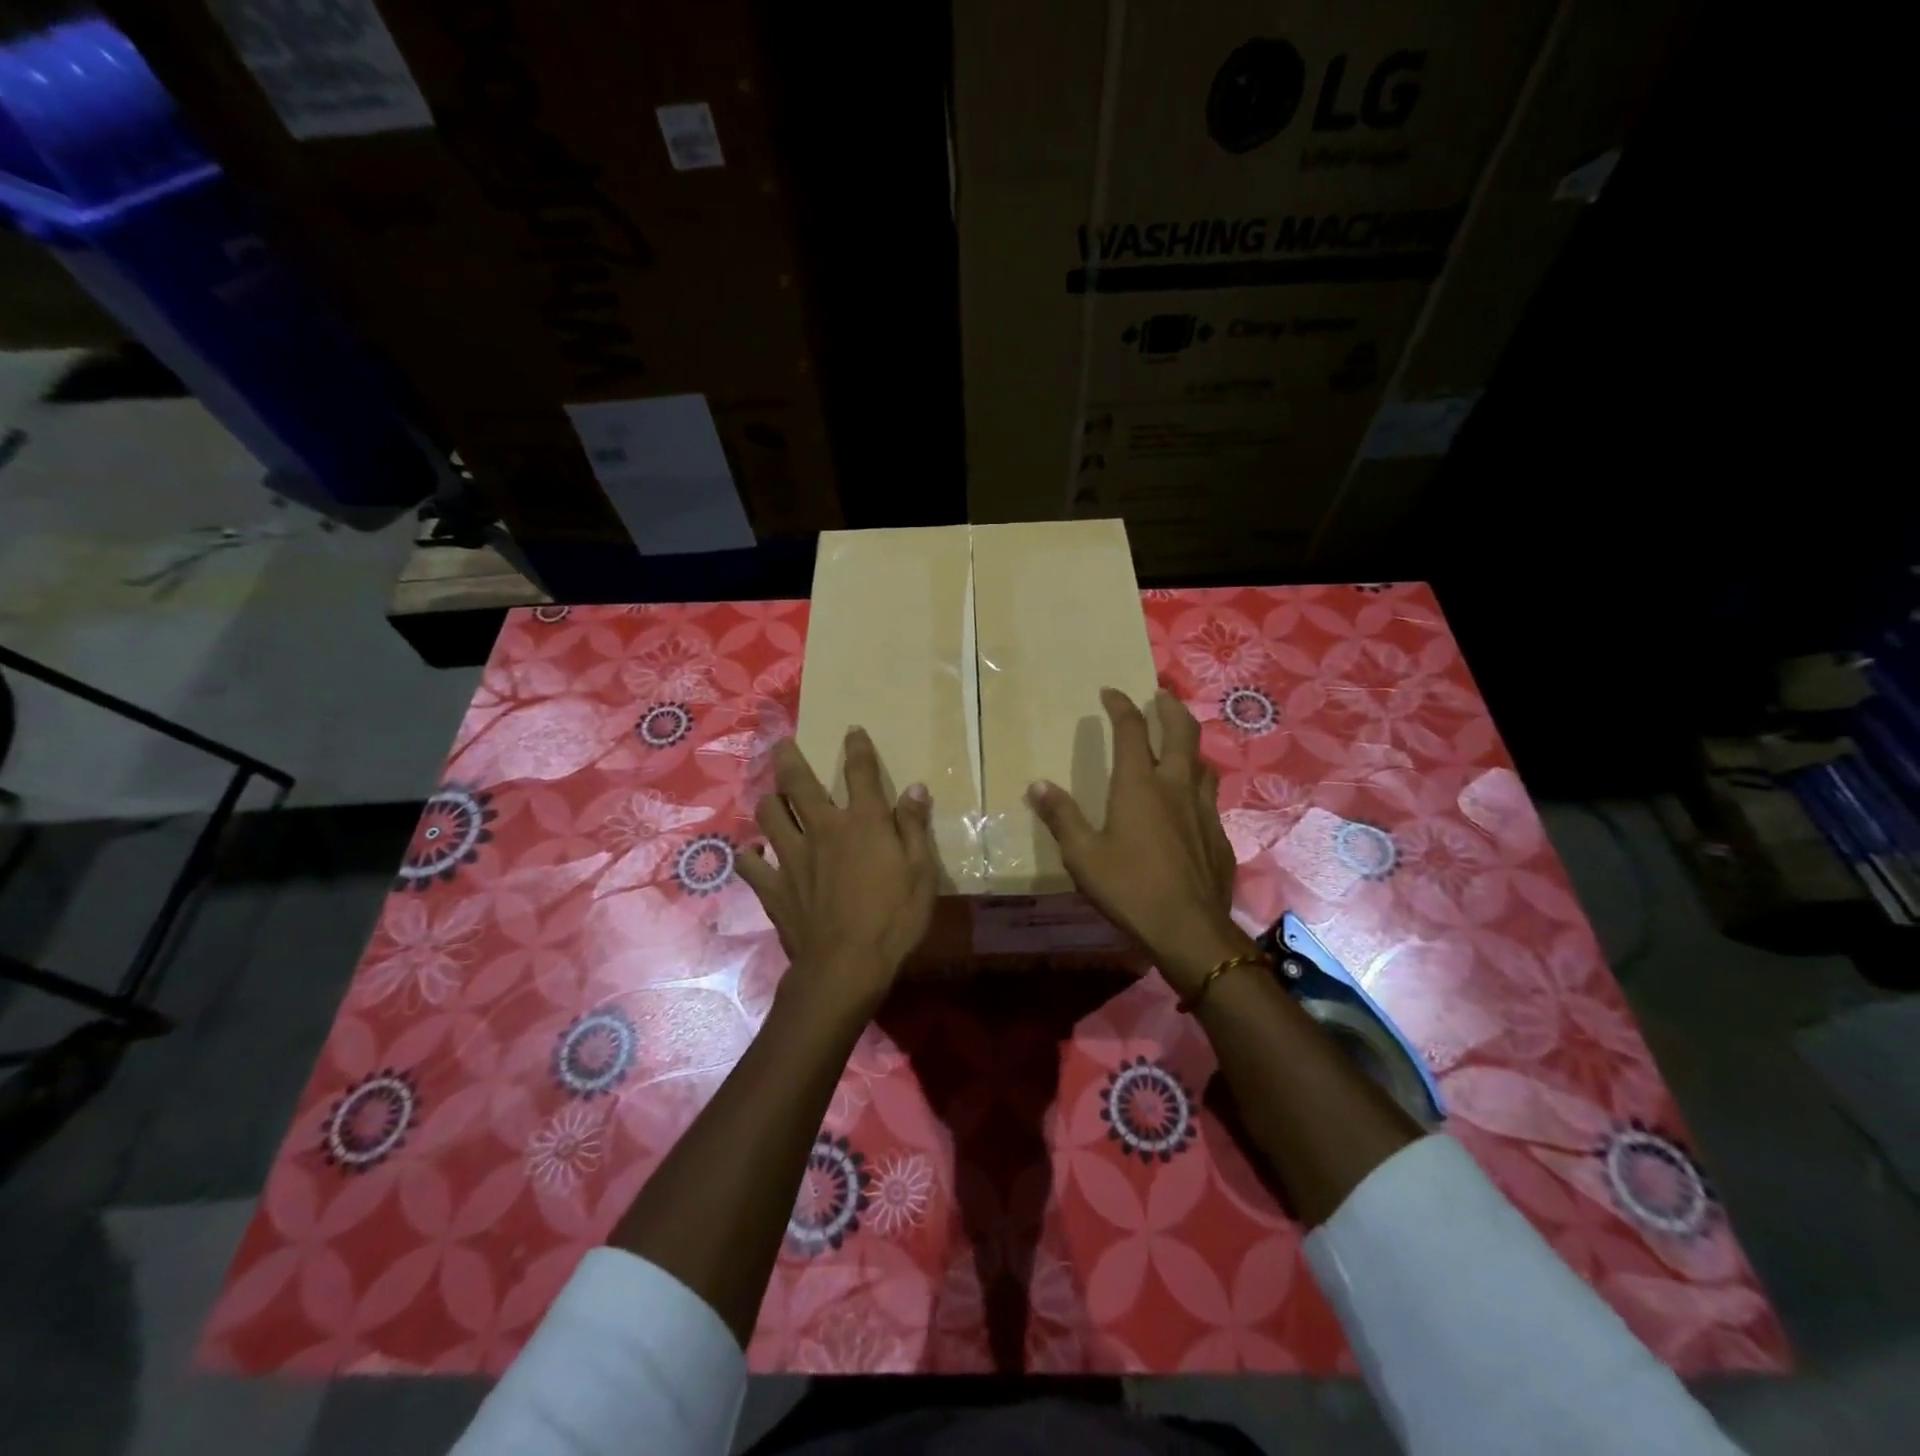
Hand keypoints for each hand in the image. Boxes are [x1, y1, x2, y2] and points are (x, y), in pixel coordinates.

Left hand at [738, 728, 937, 1022]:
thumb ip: (914, 827)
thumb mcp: (921, 872)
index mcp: (862, 823)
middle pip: (798, 783)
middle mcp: (822, 829)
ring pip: (769, 814)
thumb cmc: (893, 919)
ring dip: (769, 800)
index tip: (852, 731)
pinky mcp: (773, 887)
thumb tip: (916, 788)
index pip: (860, 773)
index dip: (857, 748)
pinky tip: (751, 852)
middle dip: (789, 758)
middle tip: (782, 744)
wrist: (846, 966)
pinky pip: (751, 863)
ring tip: (770, 796)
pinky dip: (749, 854)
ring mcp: (792, 857)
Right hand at [1027, 688, 1250, 998]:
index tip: (1110, 692)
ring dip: (1189, 744)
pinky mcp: (1219, 834)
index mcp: (1139, 785)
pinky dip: (1198, 783)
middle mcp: (1176, 786)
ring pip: (1203, 761)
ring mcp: (1204, 809)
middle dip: (1169, 708)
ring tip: (1179, 743)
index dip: (1120, 706)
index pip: (1131, 731)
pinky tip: (1190, 801)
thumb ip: (1061, 817)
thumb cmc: (1130, 888)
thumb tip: (1037, 785)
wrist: (1190, 930)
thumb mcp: (1083, 856)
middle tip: (1160, 696)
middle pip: (1181, 731)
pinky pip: (1210, 795)